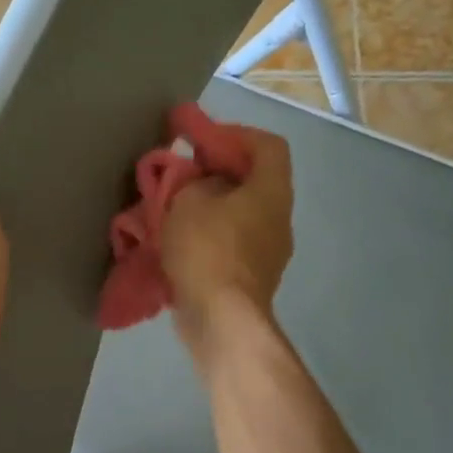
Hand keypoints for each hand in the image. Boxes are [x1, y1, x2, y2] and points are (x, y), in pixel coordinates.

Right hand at [160, 124, 293, 347]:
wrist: (220, 318)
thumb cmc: (207, 249)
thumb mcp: (188, 200)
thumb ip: (193, 181)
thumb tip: (200, 183)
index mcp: (271, 192)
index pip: (268, 146)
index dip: (235, 134)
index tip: (200, 140)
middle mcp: (278, 219)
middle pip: (252, 181)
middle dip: (215, 173)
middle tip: (181, 173)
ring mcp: (268, 252)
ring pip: (239, 214)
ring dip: (208, 206)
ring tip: (173, 208)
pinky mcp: (251, 278)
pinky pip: (230, 243)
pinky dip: (207, 235)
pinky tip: (179, 240)